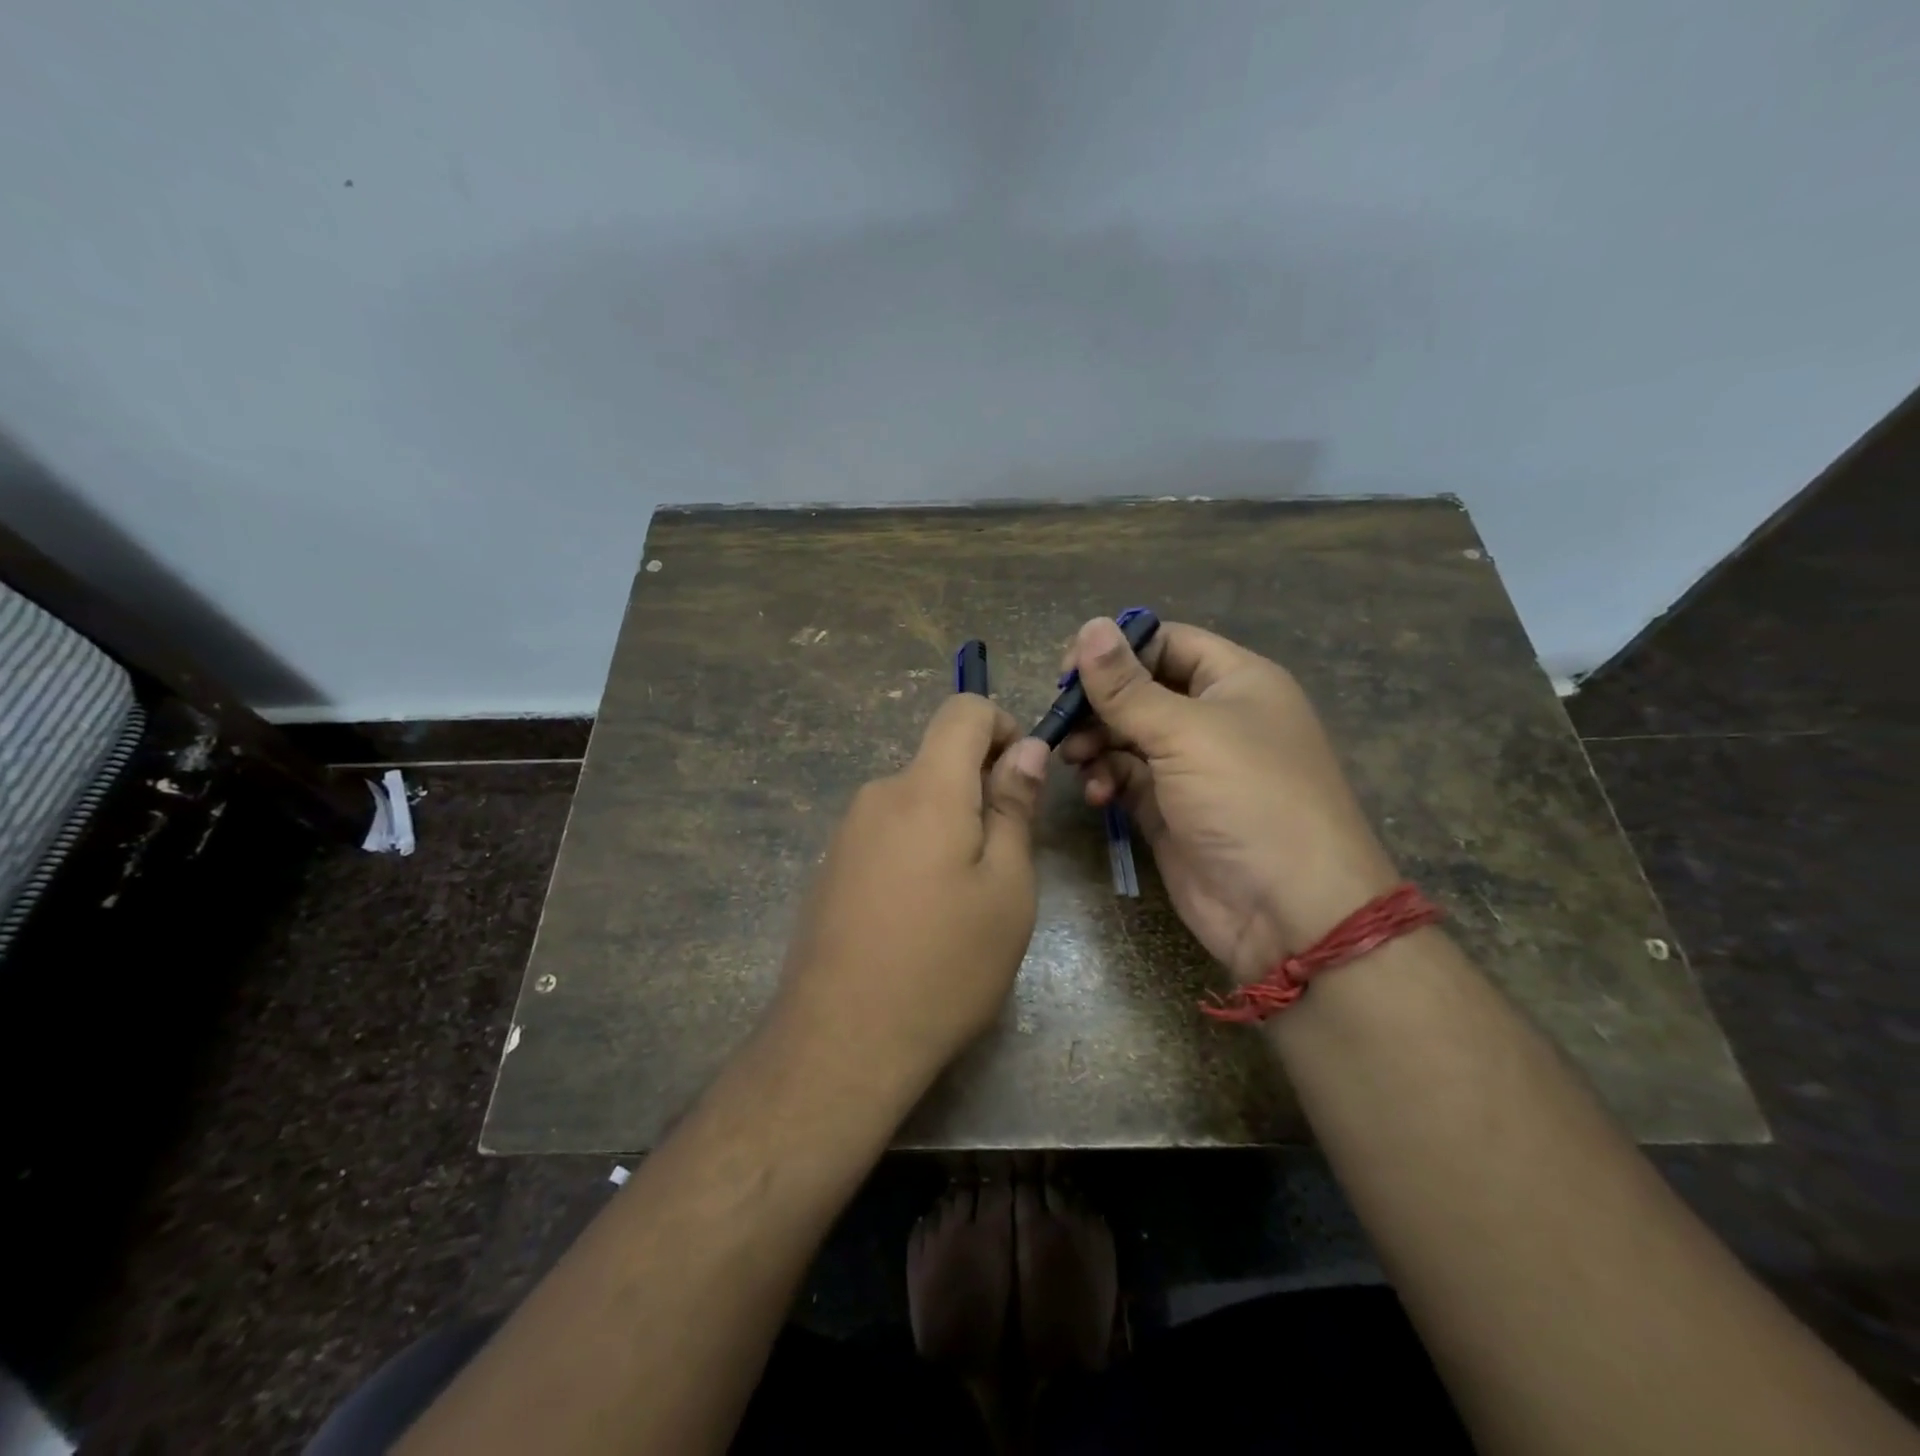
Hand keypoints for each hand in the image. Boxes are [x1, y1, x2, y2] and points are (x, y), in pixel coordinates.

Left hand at [775, 695, 1049, 1093]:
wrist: (841, 1042)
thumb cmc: (945, 964)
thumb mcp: (1006, 888)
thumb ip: (1014, 807)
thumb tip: (1024, 748)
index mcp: (926, 789)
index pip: (962, 711)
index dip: (1003, 726)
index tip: (1023, 778)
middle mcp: (878, 795)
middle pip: (939, 760)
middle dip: (981, 790)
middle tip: (1005, 862)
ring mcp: (847, 832)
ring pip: (915, 801)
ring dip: (950, 827)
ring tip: (964, 902)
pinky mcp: (831, 867)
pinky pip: (888, 834)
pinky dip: (917, 851)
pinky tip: (920, 918)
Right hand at [1060, 617, 1398, 982]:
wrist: (1289, 910)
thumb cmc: (1246, 798)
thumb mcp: (1185, 732)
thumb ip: (1128, 686)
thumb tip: (1090, 626)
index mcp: (1235, 682)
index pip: (1167, 642)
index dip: (1117, 649)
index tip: (1068, 671)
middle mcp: (1214, 718)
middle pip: (1141, 690)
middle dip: (1098, 702)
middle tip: (1060, 720)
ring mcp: (1191, 767)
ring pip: (1128, 736)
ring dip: (1096, 742)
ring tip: (1073, 758)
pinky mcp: (1170, 809)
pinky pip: (1127, 778)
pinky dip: (1106, 779)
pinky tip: (1096, 793)